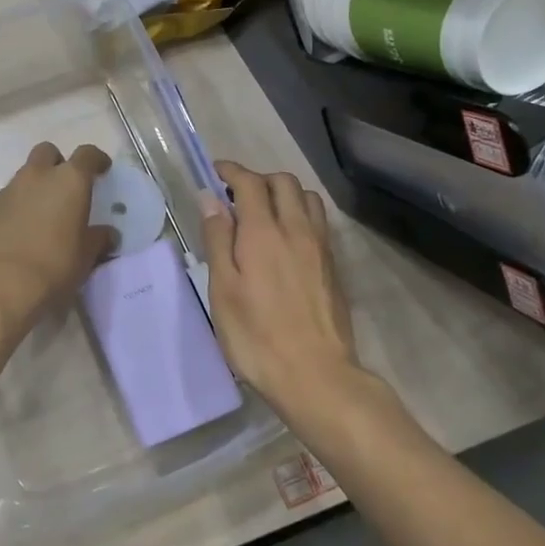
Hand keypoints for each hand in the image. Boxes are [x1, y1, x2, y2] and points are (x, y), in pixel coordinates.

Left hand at [0, 143, 117, 326]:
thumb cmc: (53, 266)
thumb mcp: (86, 256)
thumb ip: (98, 239)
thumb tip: (107, 234)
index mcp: (69, 181)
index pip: (87, 155)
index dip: (97, 160)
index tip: (103, 169)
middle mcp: (38, 176)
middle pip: (48, 152)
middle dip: (58, 163)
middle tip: (67, 188)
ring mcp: (9, 190)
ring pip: (25, 175)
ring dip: (36, 186)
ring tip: (44, 214)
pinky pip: (9, 198)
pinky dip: (18, 206)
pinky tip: (22, 230)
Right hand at [200, 161, 357, 413]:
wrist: (315, 374)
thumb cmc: (256, 335)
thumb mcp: (223, 289)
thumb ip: (218, 239)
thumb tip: (211, 199)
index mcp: (263, 232)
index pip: (250, 182)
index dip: (231, 171)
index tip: (215, 172)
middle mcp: (296, 229)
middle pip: (283, 181)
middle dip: (258, 178)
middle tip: (236, 196)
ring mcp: (320, 247)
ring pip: (307, 198)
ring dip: (284, 193)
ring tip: (264, 213)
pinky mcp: (333, 265)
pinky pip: (318, 221)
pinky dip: (300, 214)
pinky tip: (286, 239)